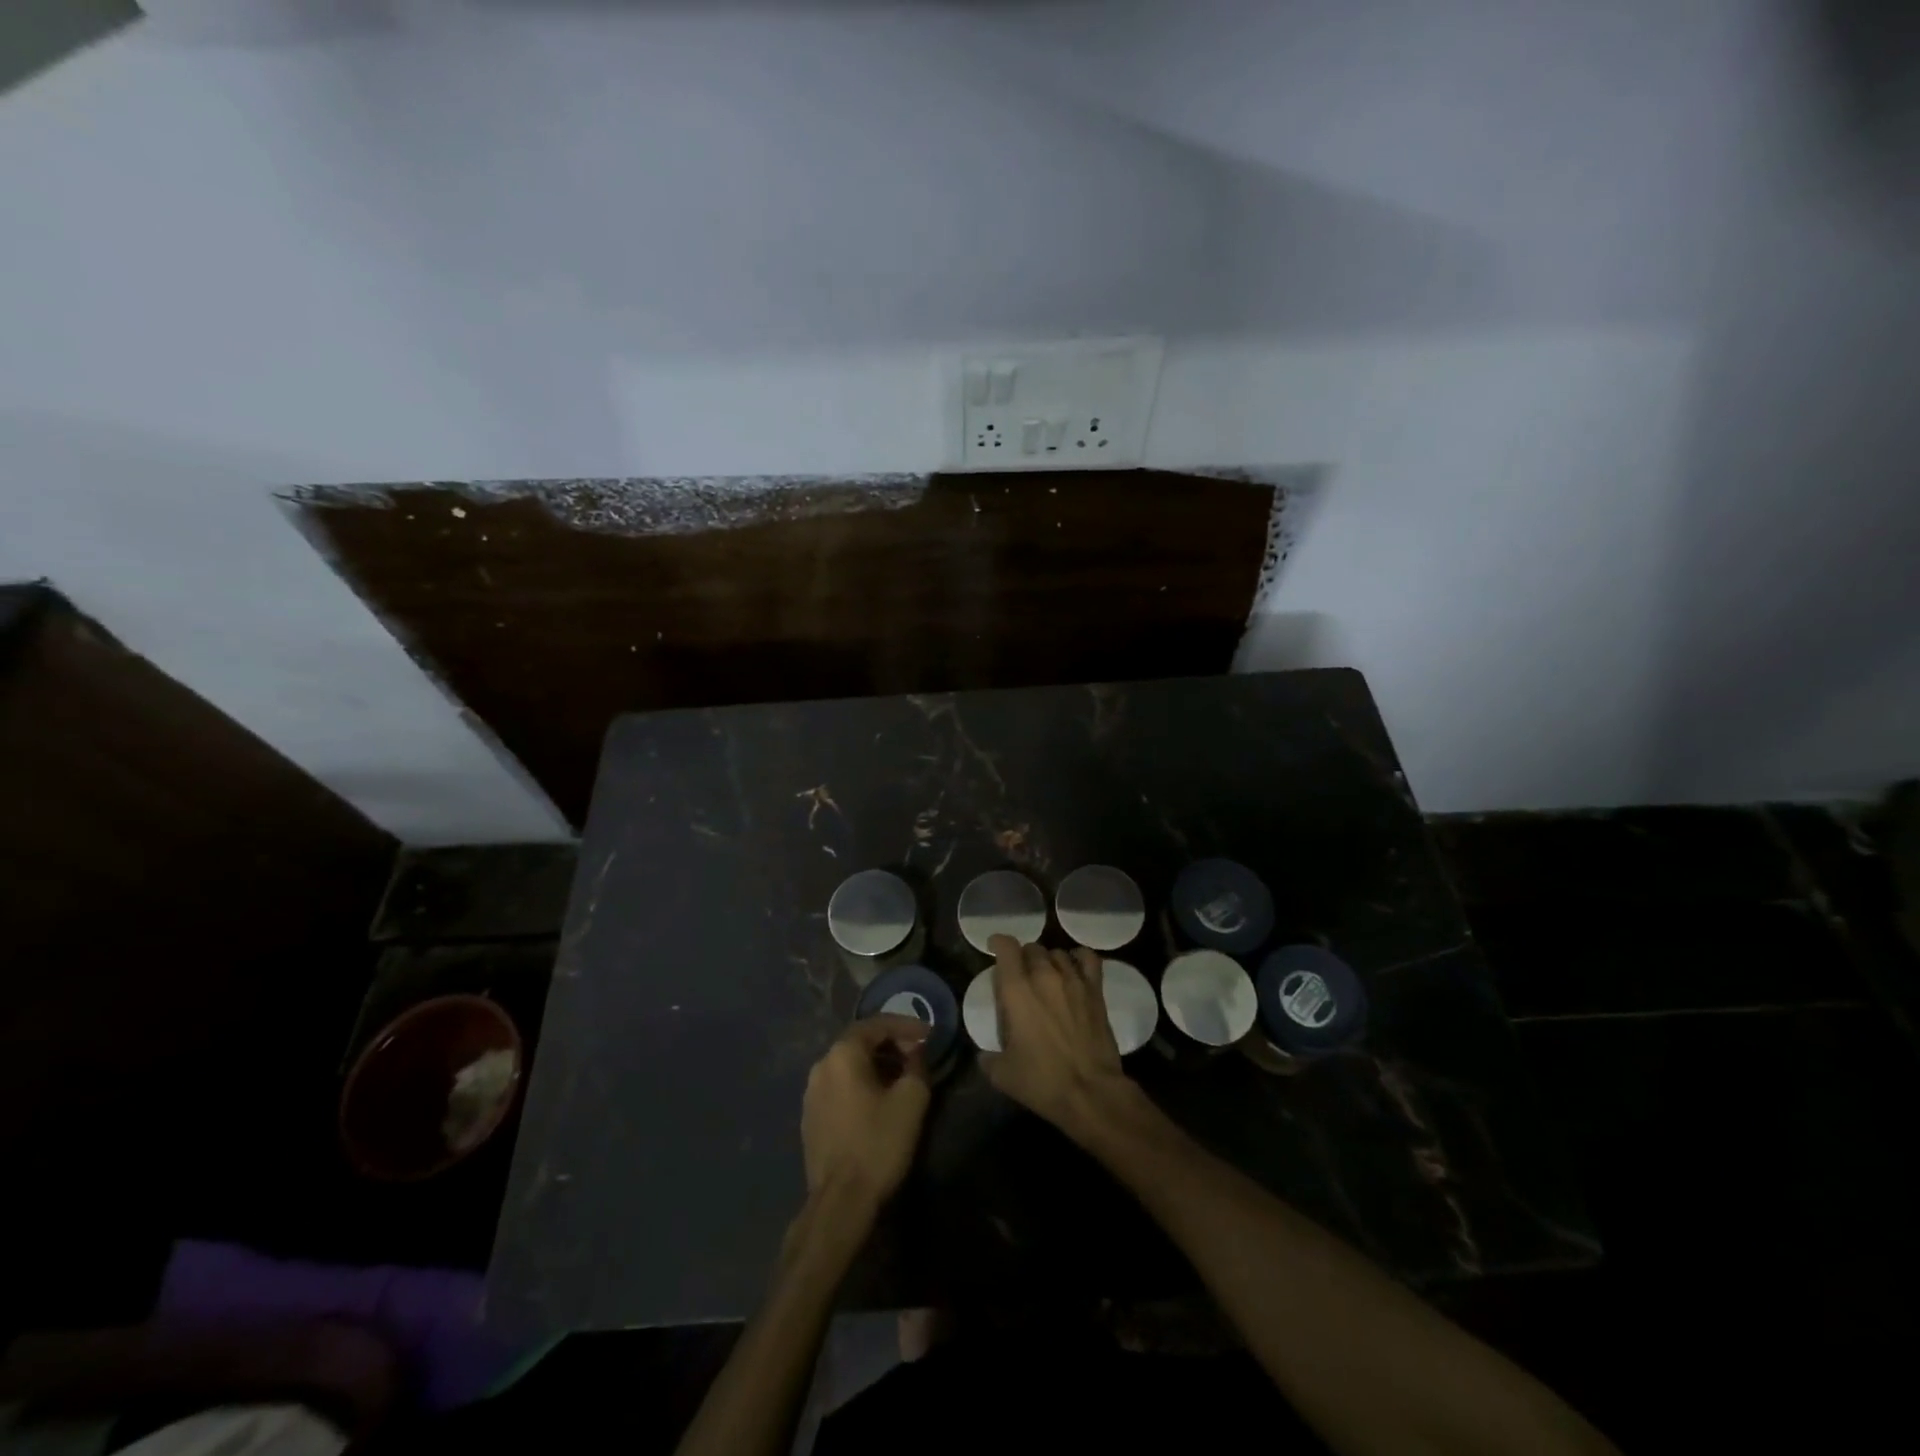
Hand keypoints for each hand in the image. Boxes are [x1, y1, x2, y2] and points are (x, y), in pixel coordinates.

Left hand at [800, 1015, 931, 1208]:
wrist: (841, 1201)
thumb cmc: (878, 1143)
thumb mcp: (911, 1100)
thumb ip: (917, 1065)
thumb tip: (916, 1051)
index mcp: (842, 1054)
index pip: (877, 1024)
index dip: (906, 1025)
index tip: (929, 1035)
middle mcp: (821, 1065)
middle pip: (860, 1042)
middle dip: (891, 1044)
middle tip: (917, 1055)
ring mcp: (811, 1093)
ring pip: (848, 1066)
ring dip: (876, 1065)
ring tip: (901, 1078)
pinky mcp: (810, 1117)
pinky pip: (839, 1087)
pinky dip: (860, 1084)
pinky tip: (877, 1101)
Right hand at [981, 936, 1132, 1133]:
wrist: (1090, 1092)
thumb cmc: (1042, 1081)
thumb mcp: (1002, 1074)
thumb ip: (987, 1058)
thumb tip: (983, 1055)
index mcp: (1017, 990)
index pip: (1006, 947)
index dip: (998, 942)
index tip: (994, 948)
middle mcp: (1044, 975)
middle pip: (1032, 948)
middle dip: (1023, 957)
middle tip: (1021, 976)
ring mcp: (1073, 980)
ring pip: (1057, 953)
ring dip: (1048, 961)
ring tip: (1046, 976)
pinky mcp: (1095, 991)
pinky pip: (1088, 959)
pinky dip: (1078, 957)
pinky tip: (1074, 967)